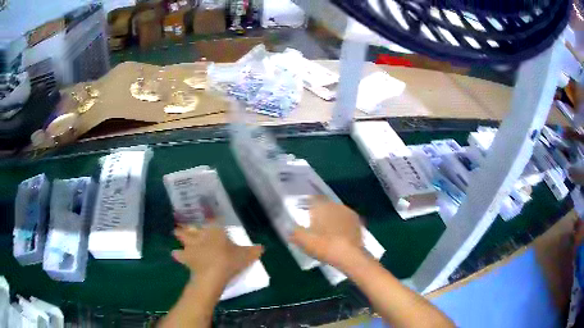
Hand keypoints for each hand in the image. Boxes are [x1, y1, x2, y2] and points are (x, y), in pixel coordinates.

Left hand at [173, 224, 263, 285]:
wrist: (213, 274)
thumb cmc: (230, 260)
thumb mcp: (246, 256)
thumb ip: (254, 251)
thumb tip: (263, 247)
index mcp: (215, 230)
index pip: (212, 220)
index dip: (210, 216)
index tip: (207, 213)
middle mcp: (201, 234)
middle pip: (193, 226)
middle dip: (189, 224)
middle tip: (185, 222)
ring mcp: (192, 245)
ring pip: (183, 236)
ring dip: (180, 234)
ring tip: (175, 232)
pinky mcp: (187, 257)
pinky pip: (180, 254)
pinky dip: (177, 254)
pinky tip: (175, 254)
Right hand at [289, 198, 365, 271]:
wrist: (349, 255)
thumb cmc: (323, 245)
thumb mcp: (303, 241)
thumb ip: (295, 233)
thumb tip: (290, 229)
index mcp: (322, 206)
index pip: (313, 199)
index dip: (308, 204)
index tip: (304, 210)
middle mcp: (336, 205)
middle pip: (326, 205)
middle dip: (320, 212)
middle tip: (315, 222)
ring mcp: (349, 213)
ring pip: (337, 212)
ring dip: (332, 218)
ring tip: (327, 230)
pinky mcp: (358, 223)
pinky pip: (346, 221)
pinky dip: (342, 225)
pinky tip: (339, 235)